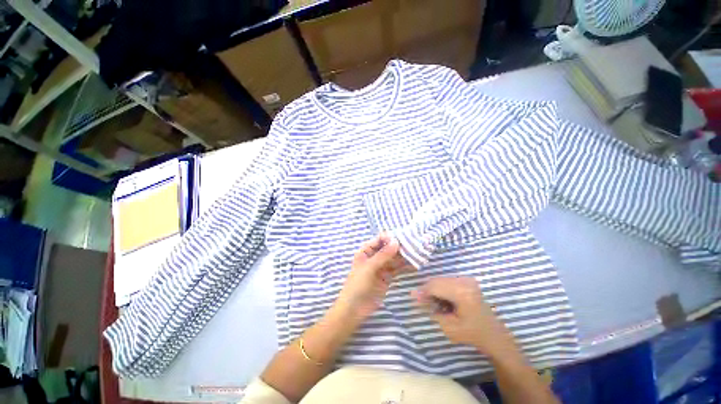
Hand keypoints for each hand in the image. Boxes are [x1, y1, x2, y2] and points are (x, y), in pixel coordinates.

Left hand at [336, 233, 410, 320]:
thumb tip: (396, 241)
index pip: (379, 239)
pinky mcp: (387, 276)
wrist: (355, 309)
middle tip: (414, 245)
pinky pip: (397, 268)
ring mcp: (381, 267)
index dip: (390, 237)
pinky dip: (404, 266)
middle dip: (399, 246)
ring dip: (404, 256)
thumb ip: (383, 255)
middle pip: (388, 248)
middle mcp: (374, 256)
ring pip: (394, 258)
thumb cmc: (357, 285)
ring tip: (417, 253)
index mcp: (366, 251)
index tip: (403, 238)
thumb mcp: (369, 268)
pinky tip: (414, 264)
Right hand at [412, 277, 517, 356]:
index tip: (413, 298)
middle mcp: (465, 281)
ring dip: (433, 289)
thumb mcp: (449, 327)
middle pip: (436, 280)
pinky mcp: (467, 280)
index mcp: (462, 293)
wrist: (494, 334)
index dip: (422, 292)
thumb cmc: (472, 334)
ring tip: (434, 303)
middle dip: (427, 290)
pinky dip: (441, 288)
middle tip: (423, 302)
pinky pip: (446, 280)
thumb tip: (414, 294)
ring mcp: (467, 279)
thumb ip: (431, 309)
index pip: (434, 286)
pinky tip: (443, 299)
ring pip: (440, 279)